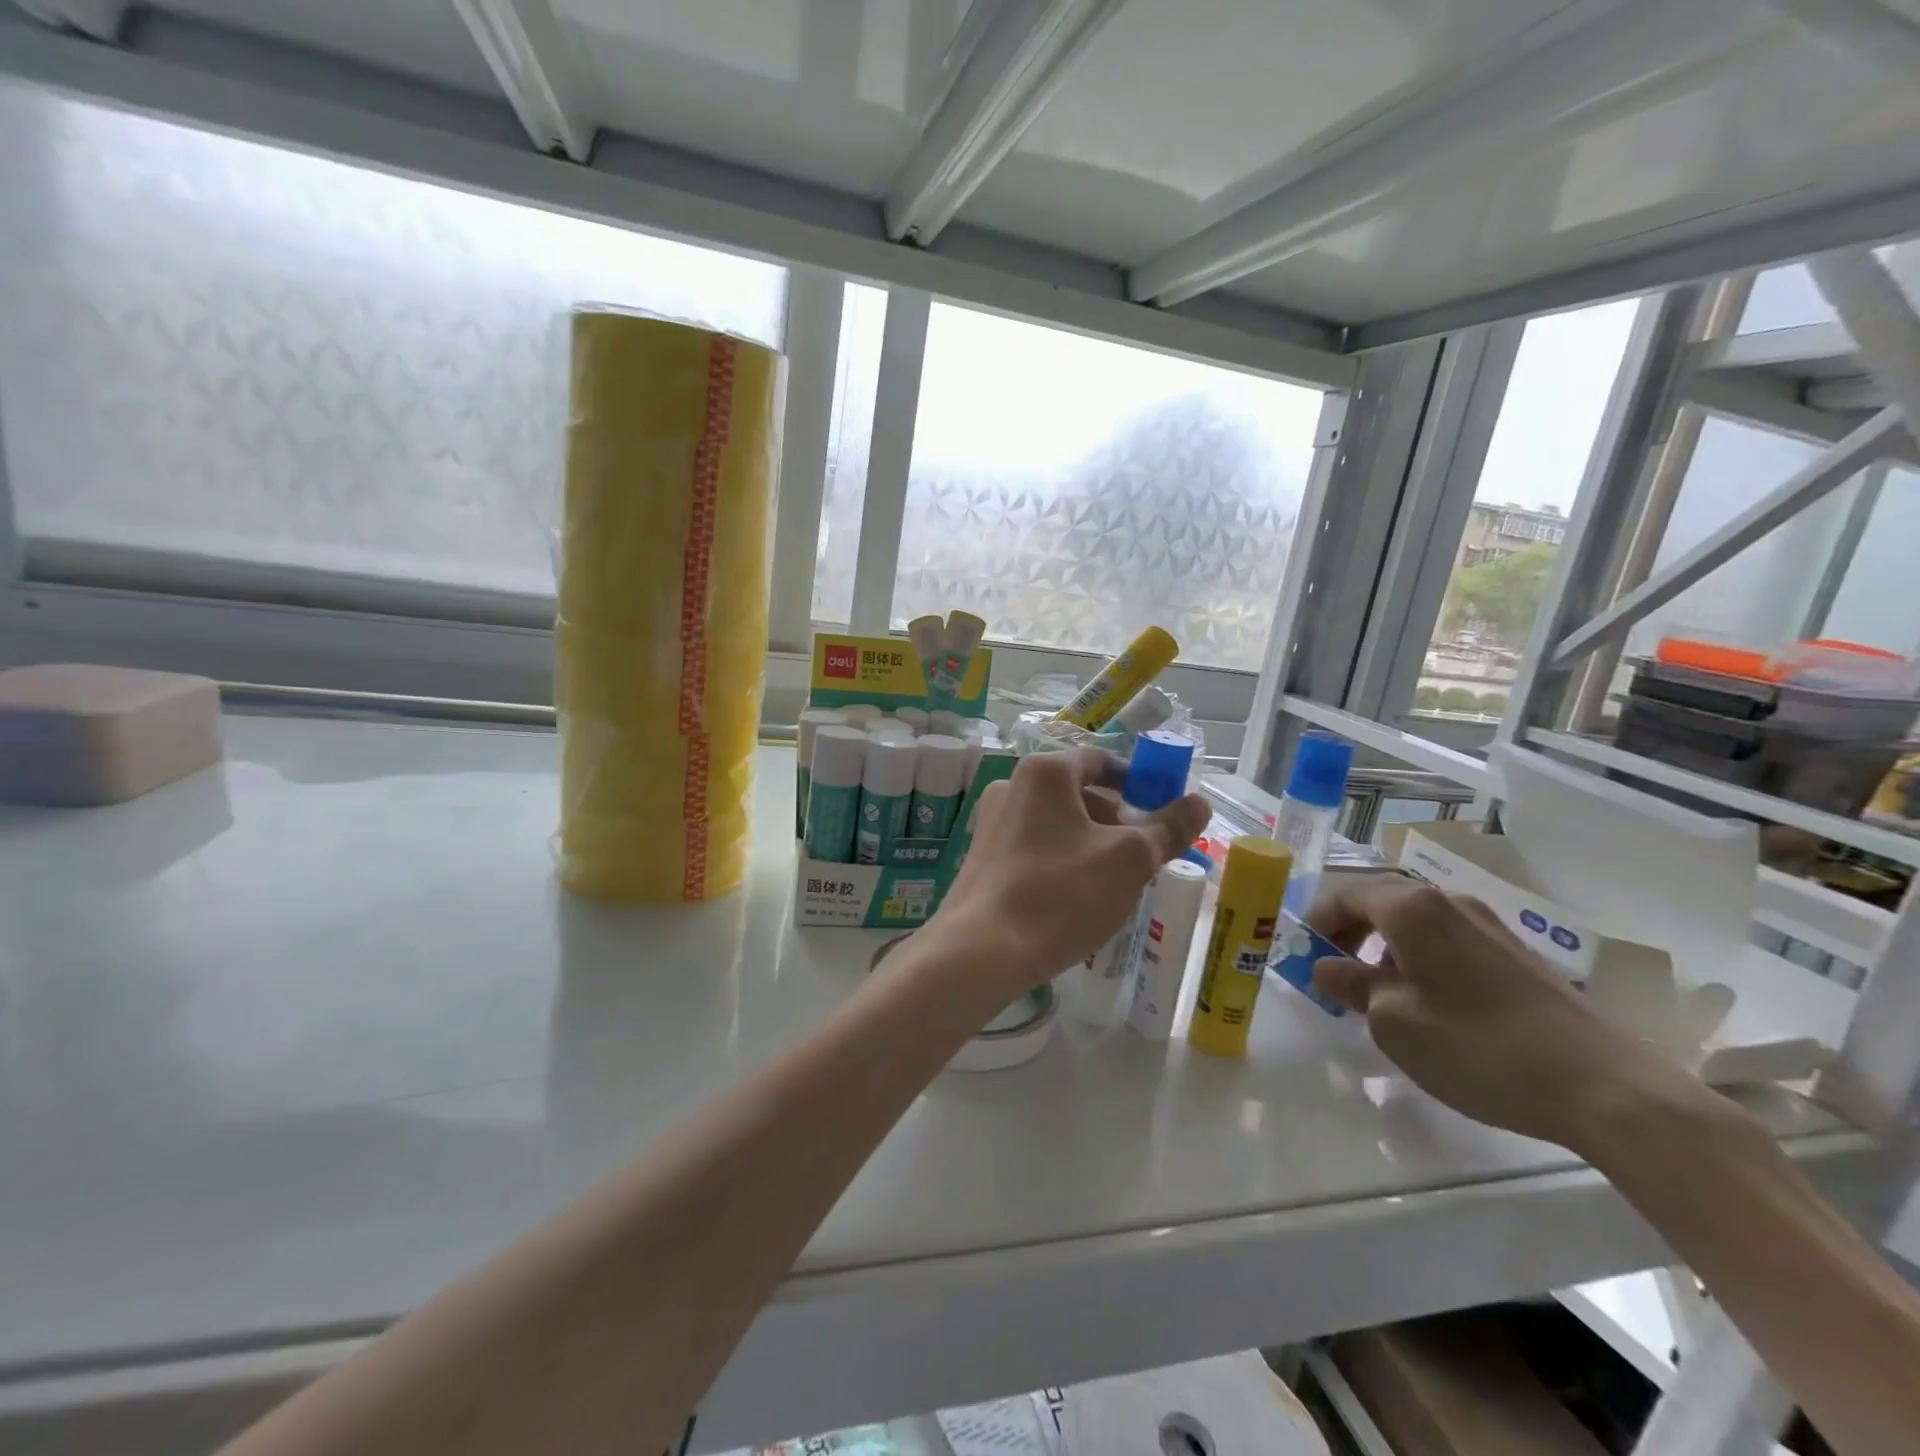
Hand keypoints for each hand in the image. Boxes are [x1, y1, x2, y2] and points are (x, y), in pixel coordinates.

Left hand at [930, 749, 1209, 1008]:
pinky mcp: (983, 856)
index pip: (1102, 761)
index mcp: (1044, 772)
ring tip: (1117, 882)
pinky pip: (1036, 846)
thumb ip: (1168, 828)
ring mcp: (991, 822)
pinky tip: (1078, 898)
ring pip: (1058, 823)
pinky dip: (1063, 860)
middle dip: (1118, 820)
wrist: (982, 950)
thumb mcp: (1129, 860)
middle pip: (1079, 792)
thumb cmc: (1061, 893)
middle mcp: (1011, 786)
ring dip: (1092, 843)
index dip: (1139, 781)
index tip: (1164, 811)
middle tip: (1147, 855)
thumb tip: (1199, 803)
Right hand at [1308, 877, 1702, 1150]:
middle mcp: (1449, 902)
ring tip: (1378, 995)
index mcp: (1412, 908)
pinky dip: (1421, 959)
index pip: (1346, 896)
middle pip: (1381, 902)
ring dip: (1385, 948)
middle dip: (1350, 933)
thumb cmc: (1477, 1046)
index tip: (1302, 955)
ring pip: (1416, 923)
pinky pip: (1448, 941)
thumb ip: (1349, 984)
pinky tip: (1429, 1004)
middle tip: (1333, 973)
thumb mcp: (1392, 1021)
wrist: (1606, 1088)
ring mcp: (1489, 926)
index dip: (1317, 922)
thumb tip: (1326, 965)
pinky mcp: (1517, 955)